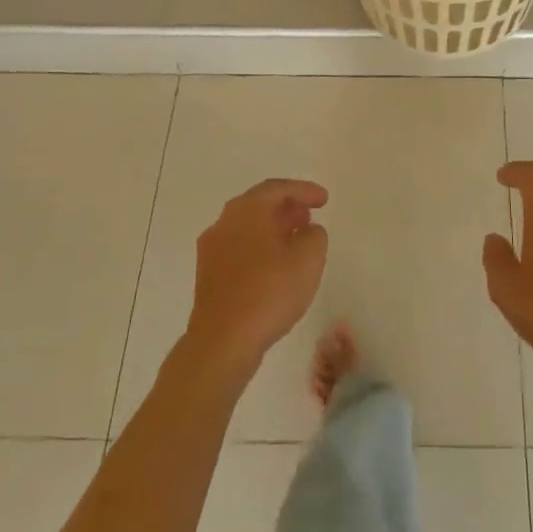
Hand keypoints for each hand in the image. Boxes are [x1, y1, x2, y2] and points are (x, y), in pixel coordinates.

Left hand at [185, 179, 329, 374]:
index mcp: (246, 210)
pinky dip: (260, 248)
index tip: (325, 200)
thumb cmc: (268, 293)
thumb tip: (306, 231)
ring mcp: (211, 250)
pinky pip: (239, 249)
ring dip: (273, 229)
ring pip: (247, 228)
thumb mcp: (309, 259)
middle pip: (259, 204)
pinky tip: (276, 267)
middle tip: (309, 217)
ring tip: (296, 242)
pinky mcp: (208, 276)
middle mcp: (224, 222)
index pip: (278, 188)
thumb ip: (314, 235)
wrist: (222, 343)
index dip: (304, 190)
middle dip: (287, 208)